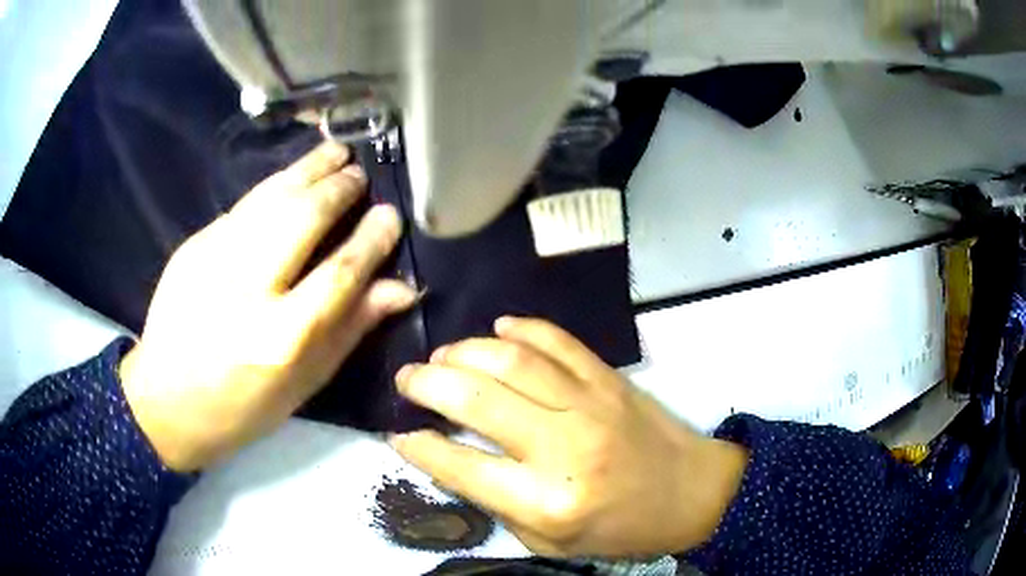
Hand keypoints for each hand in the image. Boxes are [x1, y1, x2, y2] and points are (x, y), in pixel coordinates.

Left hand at [120, 142, 415, 472]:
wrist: (166, 401)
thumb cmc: (242, 406)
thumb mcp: (303, 384)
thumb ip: (349, 330)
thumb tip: (399, 288)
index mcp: (280, 339)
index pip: (339, 274)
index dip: (371, 240)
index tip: (390, 215)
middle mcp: (246, 290)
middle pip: (303, 219)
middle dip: (338, 190)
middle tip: (360, 175)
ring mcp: (212, 260)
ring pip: (270, 198)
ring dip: (308, 170)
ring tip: (335, 152)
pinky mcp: (193, 246)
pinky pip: (243, 206)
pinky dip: (273, 186)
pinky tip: (291, 177)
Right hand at [391, 317, 747, 557]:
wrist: (692, 493)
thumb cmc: (620, 529)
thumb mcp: (550, 541)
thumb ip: (498, 503)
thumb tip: (448, 457)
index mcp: (548, 501)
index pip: (462, 466)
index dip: (420, 447)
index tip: (398, 434)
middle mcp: (564, 447)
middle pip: (477, 399)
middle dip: (427, 384)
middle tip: (407, 379)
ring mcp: (590, 404)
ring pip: (511, 360)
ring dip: (465, 351)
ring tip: (442, 356)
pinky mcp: (609, 378)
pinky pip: (557, 340)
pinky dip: (522, 328)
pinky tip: (498, 330)